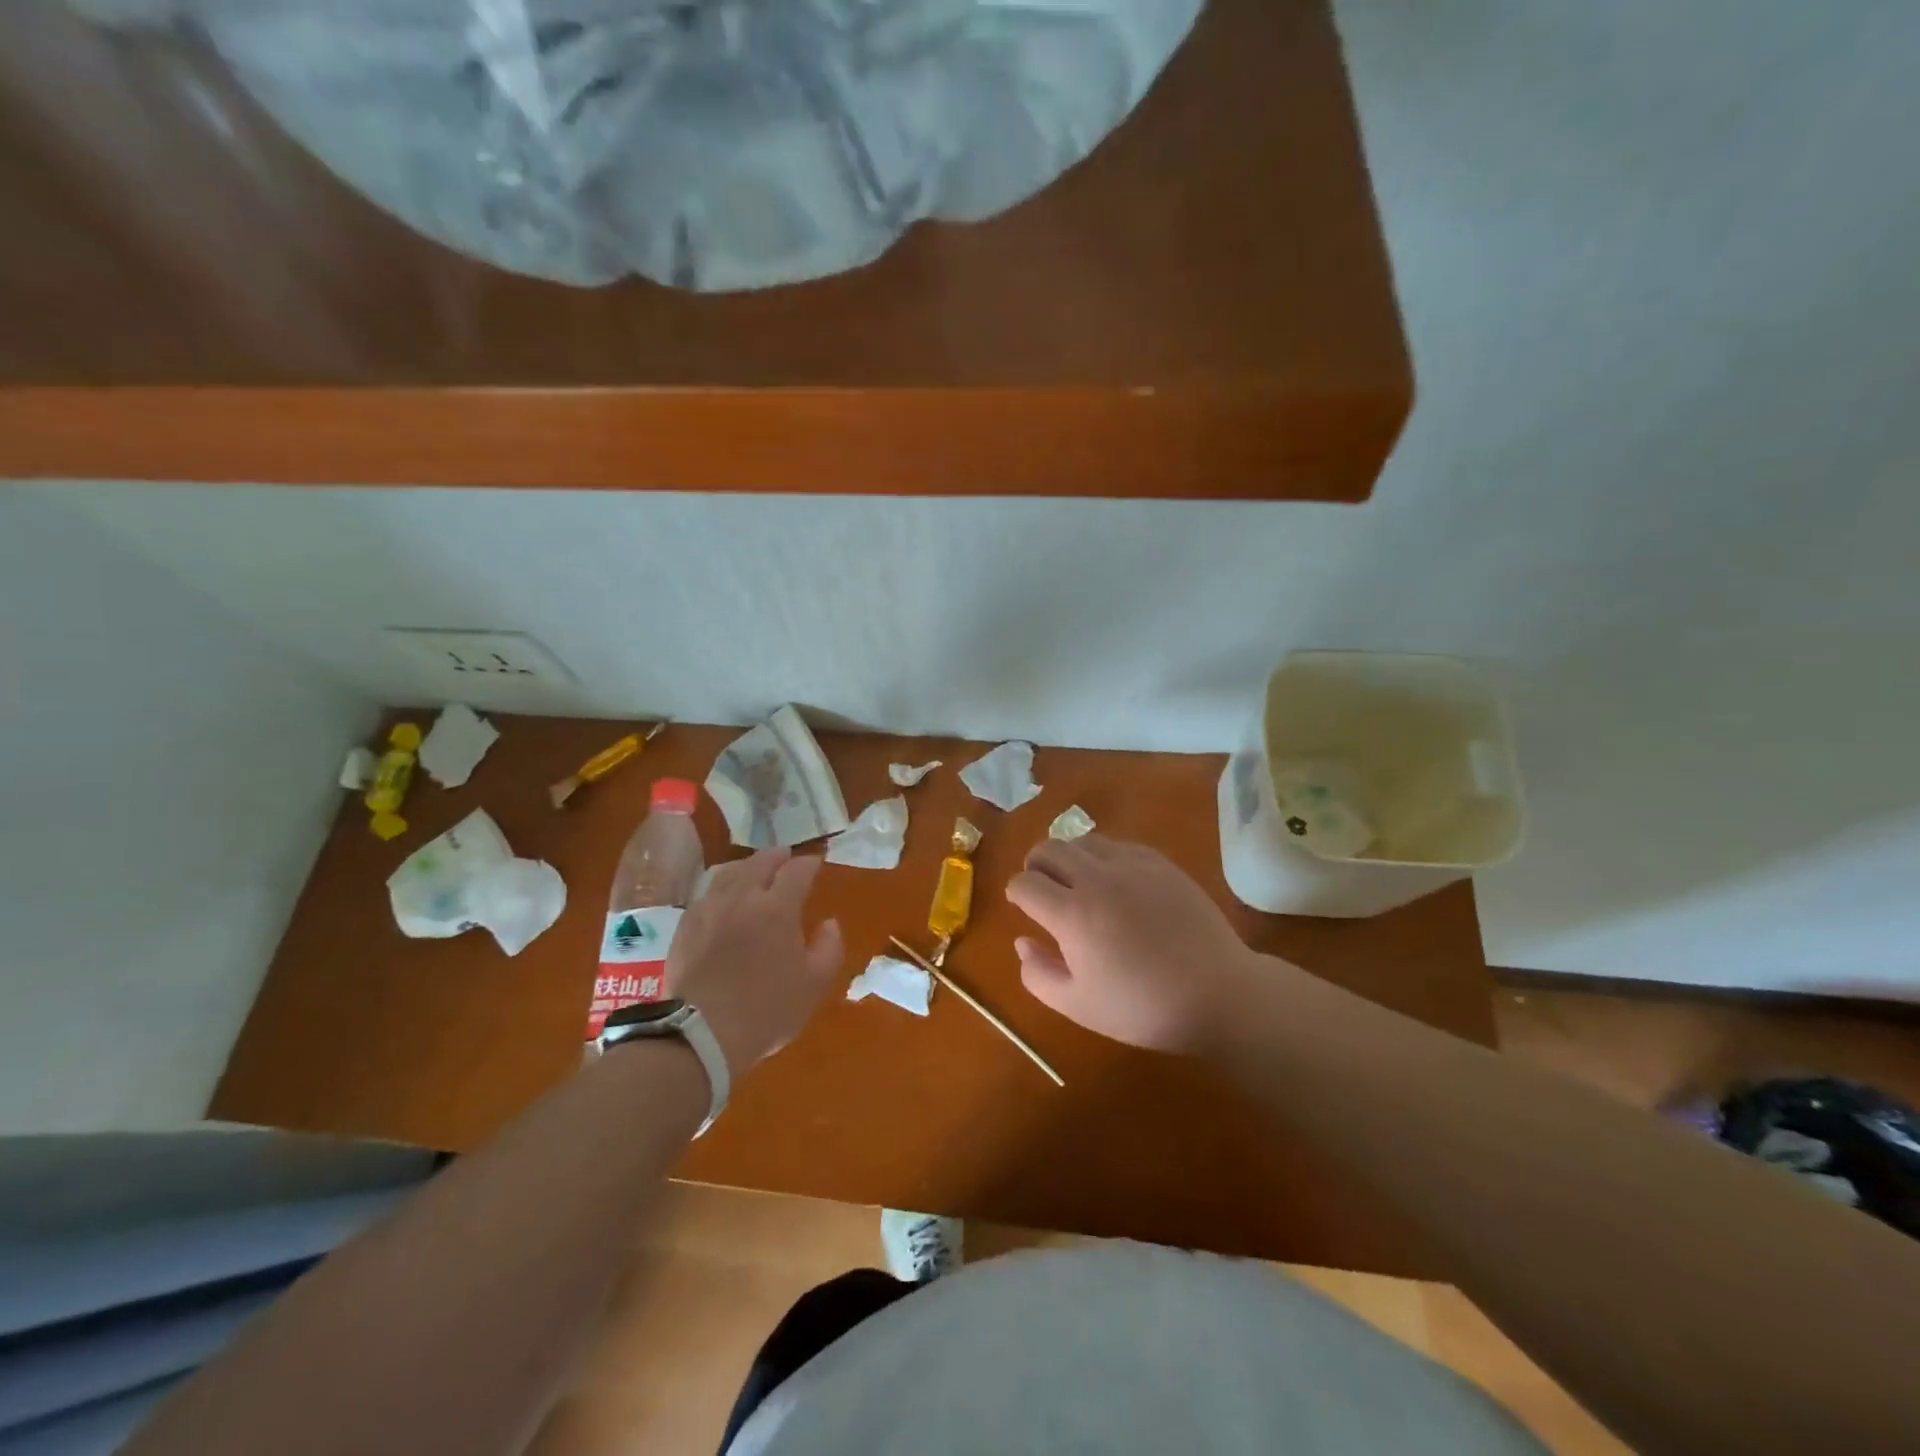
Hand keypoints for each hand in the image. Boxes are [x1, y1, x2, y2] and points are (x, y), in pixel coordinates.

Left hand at [666, 848, 843, 1071]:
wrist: (703, 1033)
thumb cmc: (767, 1009)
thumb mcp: (814, 984)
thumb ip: (829, 947)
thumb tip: (830, 923)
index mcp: (777, 908)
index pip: (797, 870)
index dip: (809, 864)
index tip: (817, 863)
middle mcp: (742, 898)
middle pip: (760, 862)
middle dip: (777, 856)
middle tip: (786, 857)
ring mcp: (709, 909)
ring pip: (728, 873)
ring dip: (746, 866)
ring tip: (753, 870)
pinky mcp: (685, 926)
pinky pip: (706, 894)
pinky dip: (721, 887)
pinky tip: (722, 898)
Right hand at [1005, 835, 1275, 1052]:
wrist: (1217, 993)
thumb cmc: (1142, 1008)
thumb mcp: (1078, 1006)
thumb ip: (1038, 974)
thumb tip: (1021, 941)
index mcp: (1072, 914)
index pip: (1025, 883)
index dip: (1016, 893)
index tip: (1023, 906)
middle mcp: (1096, 879)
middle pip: (1048, 849)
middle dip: (1035, 865)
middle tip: (1042, 887)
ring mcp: (1132, 865)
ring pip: (1083, 841)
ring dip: (1069, 857)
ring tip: (1077, 881)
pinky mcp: (1160, 863)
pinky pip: (1118, 845)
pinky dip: (1103, 856)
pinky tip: (1115, 881)